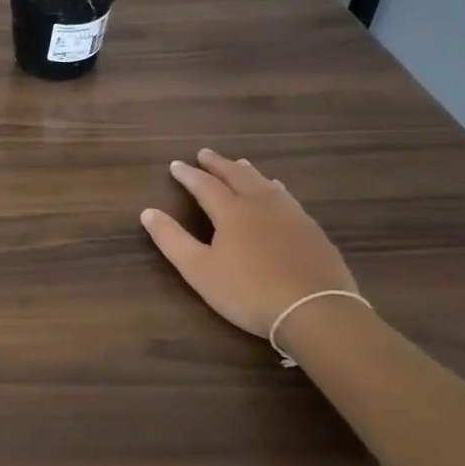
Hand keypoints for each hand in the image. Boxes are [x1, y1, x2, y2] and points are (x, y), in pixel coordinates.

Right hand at [141, 150, 356, 337]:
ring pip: (266, 184)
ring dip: (248, 172)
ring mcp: (291, 215)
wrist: (316, 311)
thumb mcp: (199, 269)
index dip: (188, 175)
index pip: (205, 185)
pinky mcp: (312, 230)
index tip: (176, 165)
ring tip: (240, 164)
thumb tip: (148, 212)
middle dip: (218, 164)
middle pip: (238, 176)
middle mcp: (261, 204)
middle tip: (205, 154)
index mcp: (231, 211)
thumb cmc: (248, 291)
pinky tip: (278, 193)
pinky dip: (274, 188)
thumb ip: (172, 239)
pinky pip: (288, 198)